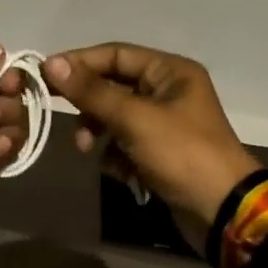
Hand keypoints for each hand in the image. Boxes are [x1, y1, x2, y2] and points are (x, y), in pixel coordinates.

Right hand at [42, 44, 261, 242]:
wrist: (222, 213)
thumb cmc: (181, 154)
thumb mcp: (134, 119)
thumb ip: (91, 91)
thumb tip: (51, 63)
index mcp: (170, 71)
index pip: (115, 54)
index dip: (79, 62)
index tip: (44, 73)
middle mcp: (167, 90)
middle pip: (112, 85)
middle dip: (88, 104)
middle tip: (57, 111)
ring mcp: (164, 123)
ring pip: (114, 116)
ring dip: (98, 131)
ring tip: (86, 148)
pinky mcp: (159, 152)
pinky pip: (124, 142)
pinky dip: (115, 154)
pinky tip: (119, 171)